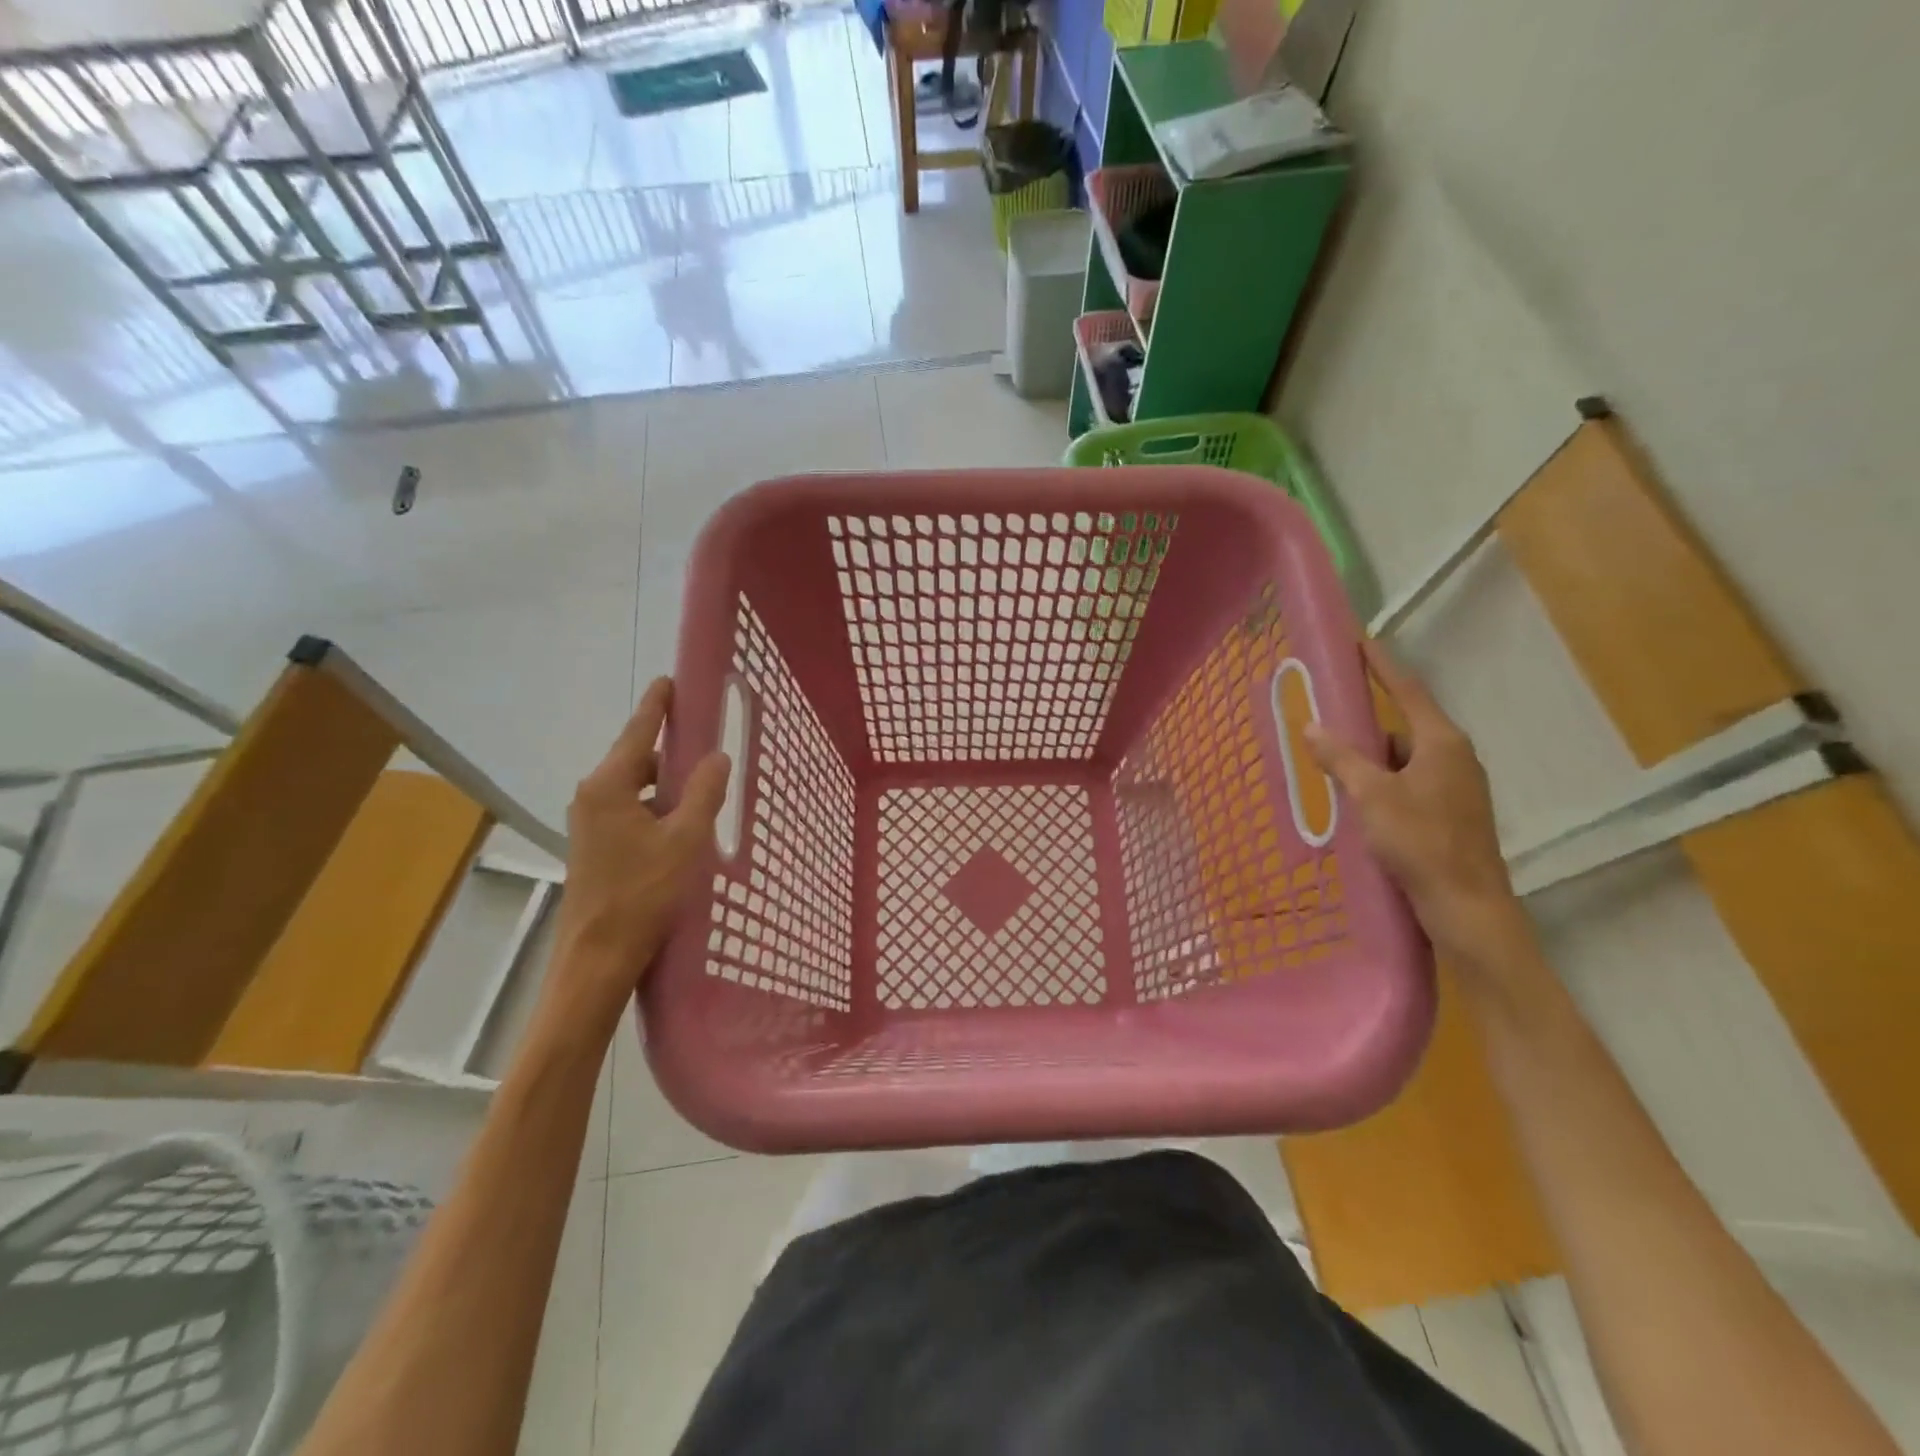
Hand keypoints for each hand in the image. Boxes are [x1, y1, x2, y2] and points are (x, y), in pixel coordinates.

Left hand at [544, 678, 729, 1027]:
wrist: (597, 957)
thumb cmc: (642, 893)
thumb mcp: (685, 840)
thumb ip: (703, 793)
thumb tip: (716, 757)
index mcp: (609, 785)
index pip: (638, 731)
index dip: (657, 705)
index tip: (670, 680)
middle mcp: (593, 796)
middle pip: (635, 757)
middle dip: (668, 748)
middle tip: (705, 739)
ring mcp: (591, 822)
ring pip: (634, 787)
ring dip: (665, 782)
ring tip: (702, 785)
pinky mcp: (596, 845)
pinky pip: (630, 809)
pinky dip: (656, 806)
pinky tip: (683, 824)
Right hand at [1304, 639, 1531, 968]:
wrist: (1466, 904)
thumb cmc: (1420, 841)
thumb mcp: (1371, 796)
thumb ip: (1341, 758)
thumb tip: (1311, 726)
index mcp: (1441, 742)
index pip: (1407, 690)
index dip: (1381, 665)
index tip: (1359, 642)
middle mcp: (1454, 756)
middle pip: (1404, 724)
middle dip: (1366, 720)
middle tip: (1328, 713)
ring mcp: (1456, 785)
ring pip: (1405, 757)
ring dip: (1372, 757)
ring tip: (1332, 763)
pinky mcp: (1452, 811)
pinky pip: (1410, 781)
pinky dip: (1383, 781)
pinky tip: (1357, 798)